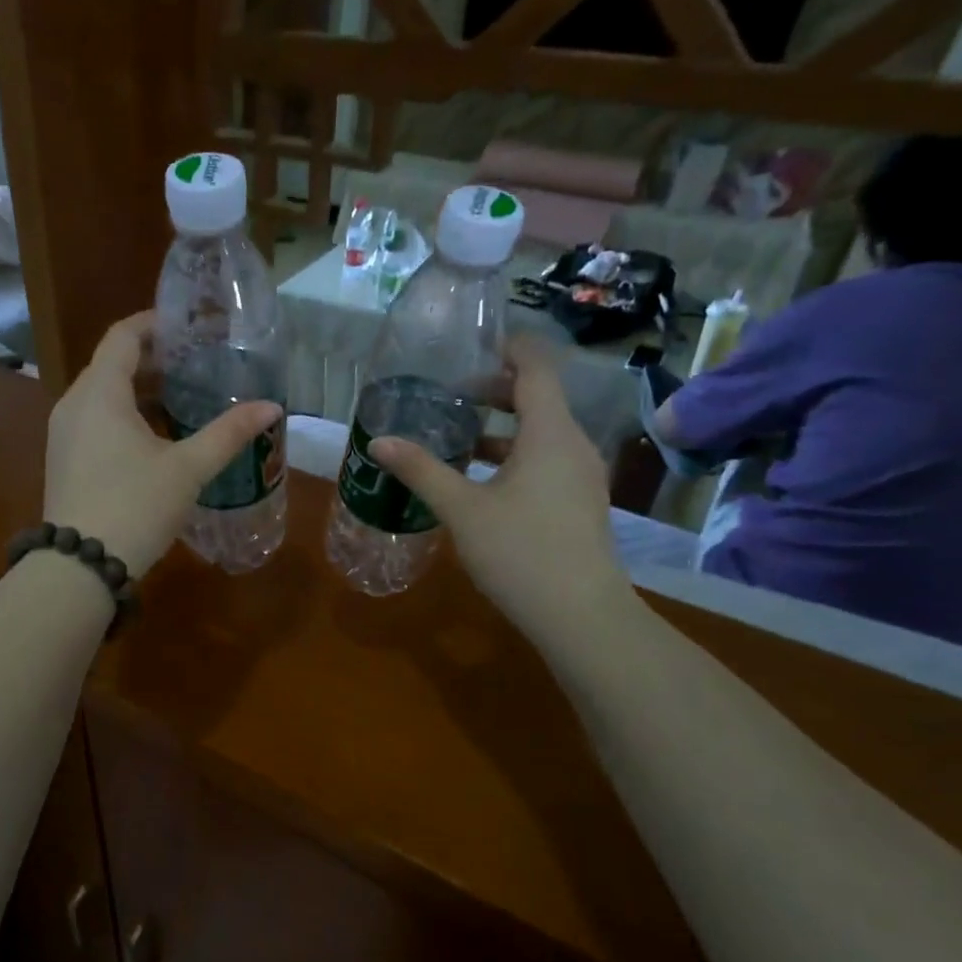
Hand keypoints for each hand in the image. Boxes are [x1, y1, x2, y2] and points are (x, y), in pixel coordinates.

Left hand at [44, 312, 282, 576]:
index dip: (155, 324)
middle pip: (112, 365)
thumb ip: (228, 433)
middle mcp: (74, 405)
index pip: (123, 336)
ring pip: (103, 396)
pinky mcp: (64, 461)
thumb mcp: (187, 469)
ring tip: (183, 400)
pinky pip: (94, 422)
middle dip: (153, 360)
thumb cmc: (134, 506)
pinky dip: (124, 417)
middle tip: (197, 365)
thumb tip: (272, 407)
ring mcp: (63, 435)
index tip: (188, 326)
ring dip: (140, 391)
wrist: (80, 566)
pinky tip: (155, 439)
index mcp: (100, 392)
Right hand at [369, 337, 631, 637]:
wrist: (580, 615)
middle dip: (496, 391)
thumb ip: (421, 470)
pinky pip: (548, 460)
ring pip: (543, 433)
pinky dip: (517, 455)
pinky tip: (484, 481)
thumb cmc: (520, 551)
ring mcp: (583, 476)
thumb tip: (379, 442)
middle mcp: (574, 445)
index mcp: (550, 433)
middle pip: (539, 398)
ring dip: (504, 427)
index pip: (536, 367)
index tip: (473, 346)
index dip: (509, 348)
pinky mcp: (580, 503)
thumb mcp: (462, 509)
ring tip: (460, 437)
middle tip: (451, 395)